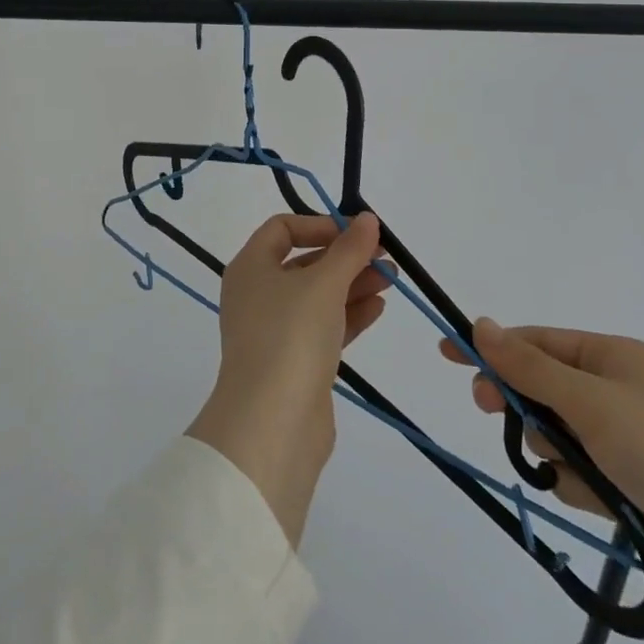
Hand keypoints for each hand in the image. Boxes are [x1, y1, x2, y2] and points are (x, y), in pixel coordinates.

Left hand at [186, 212, 388, 544]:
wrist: (272, 425)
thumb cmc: (290, 336)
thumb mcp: (323, 283)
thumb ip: (349, 249)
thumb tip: (366, 218)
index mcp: (250, 267)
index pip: (282, 229)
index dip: (320, 225)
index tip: (356, 233)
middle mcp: (257, 294)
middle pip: (304, 263)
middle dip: (345, 257)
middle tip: (386, 258)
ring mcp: (274, 331)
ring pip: (318, 296)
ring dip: (353, 284)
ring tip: (393, 279)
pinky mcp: (294, 363)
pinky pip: (324, 327)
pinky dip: (349, 314)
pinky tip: (379, 307)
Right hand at [439, 321, 643, 626]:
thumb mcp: (589, 400)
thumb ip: (528, 366)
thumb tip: (479, 324)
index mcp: (616, 357)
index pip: (539, 342)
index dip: (494, 347)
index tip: (448, 355)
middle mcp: (623, 392)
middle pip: (547, 386)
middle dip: (521, 401)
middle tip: (487, 409)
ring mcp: (632, 441)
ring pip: (561, 433)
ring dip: (553, 448)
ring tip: (574, 471)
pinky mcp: (637, 487)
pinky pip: (584, 472)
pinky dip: (580, 483)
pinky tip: (599, 500)